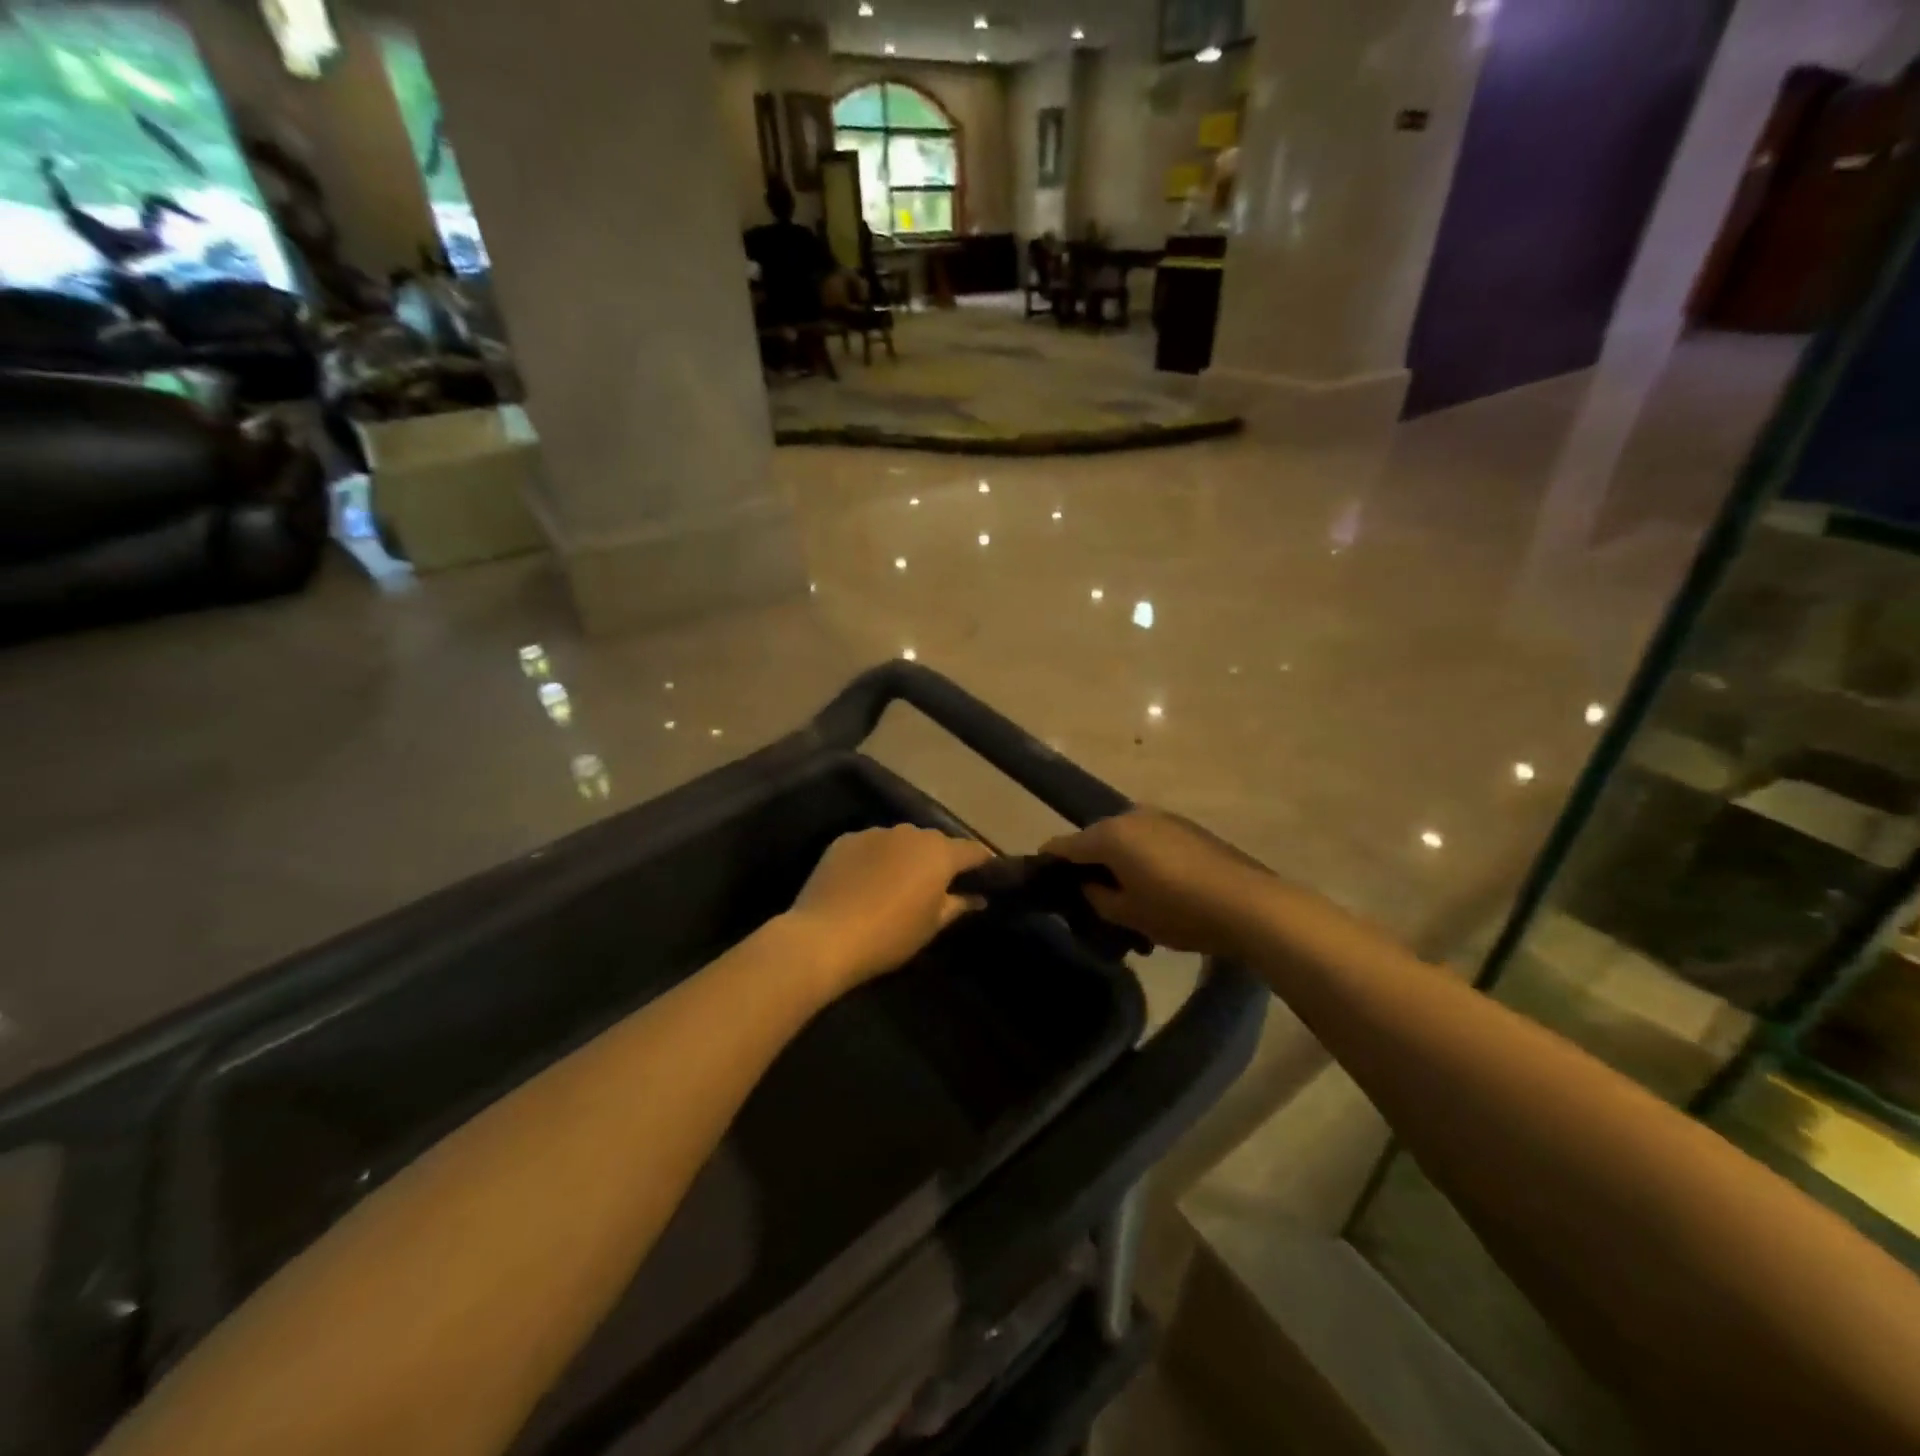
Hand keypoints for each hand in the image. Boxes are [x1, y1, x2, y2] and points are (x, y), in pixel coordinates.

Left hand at [786, 826, 990, 995]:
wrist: (824, 937)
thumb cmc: (889, 935)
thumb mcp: (931, 926)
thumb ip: (958, 905)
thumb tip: (978, 898)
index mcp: (939, 853)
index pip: (972, 850)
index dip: (982, 863)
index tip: (986, 876)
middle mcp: (910, 833)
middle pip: (935, 842)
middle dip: (940, 859)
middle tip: (938, 885)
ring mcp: (874, 833)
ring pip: (900, 841)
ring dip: (905, 857)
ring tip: (898, 883)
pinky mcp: (844, 840)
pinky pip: (870, 846)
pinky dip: (875, 859)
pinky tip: (865, 883)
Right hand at [1042, 808, 1272, 958]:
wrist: (1248, 904)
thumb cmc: (1178, 910)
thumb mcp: (1128, 914)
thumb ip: (1097, 898)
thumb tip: (1089, 886)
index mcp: (1110, 835)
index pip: (1064, 845)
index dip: (1049, 861)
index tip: (1041, 877)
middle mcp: (1131, 816)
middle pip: (1096, 838)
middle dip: (1088, 863)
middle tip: (1089, 896)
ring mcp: (1162, 818)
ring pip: (1125, 838)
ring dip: (1119, 860)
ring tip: (1127, 894)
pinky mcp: (1187, 826)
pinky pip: (1150, 839)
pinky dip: (1143, 857)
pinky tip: (1156, 885)